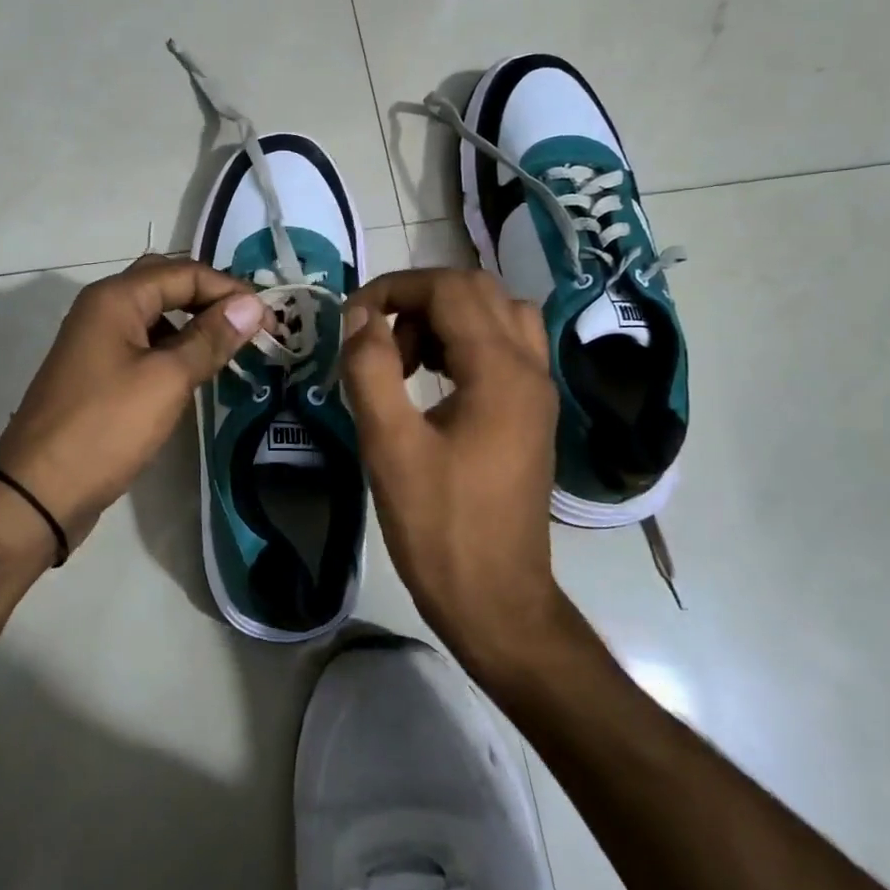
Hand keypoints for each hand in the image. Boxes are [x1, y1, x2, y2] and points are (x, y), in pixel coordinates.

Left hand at [0, 254, 268, 548]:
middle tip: (250, 325)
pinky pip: (144, 344)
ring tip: (232, 347)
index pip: (185, 273)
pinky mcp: (97, 371)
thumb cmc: (106, 427)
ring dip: (194, 324)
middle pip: (167, 284)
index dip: (230, 290)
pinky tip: (196, 371)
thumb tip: (251, 305)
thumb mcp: (167, 380)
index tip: (269, 319)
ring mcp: (96, 341)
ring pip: (155, 315)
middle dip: (211, 299)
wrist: (38, 491)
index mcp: (116, 298)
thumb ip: (210, 338)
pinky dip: (174, 348)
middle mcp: (103, 308)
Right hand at [341, 268, 562, 670]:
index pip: (450, 288)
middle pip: (478, 290)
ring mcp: (537, 391)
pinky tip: (430, 383)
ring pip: (495, 315)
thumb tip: (360, 317)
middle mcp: (529, 368)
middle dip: (419, 300)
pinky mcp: (532, 413)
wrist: (497, 600)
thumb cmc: (439, 527)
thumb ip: (371, 369)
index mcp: (500, 370)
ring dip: (443, 319)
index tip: (352, 319)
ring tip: (403, 362)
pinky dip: (463, 343)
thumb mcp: (389, 446)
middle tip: (379, 340)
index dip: (394, 288)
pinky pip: (503, 348)